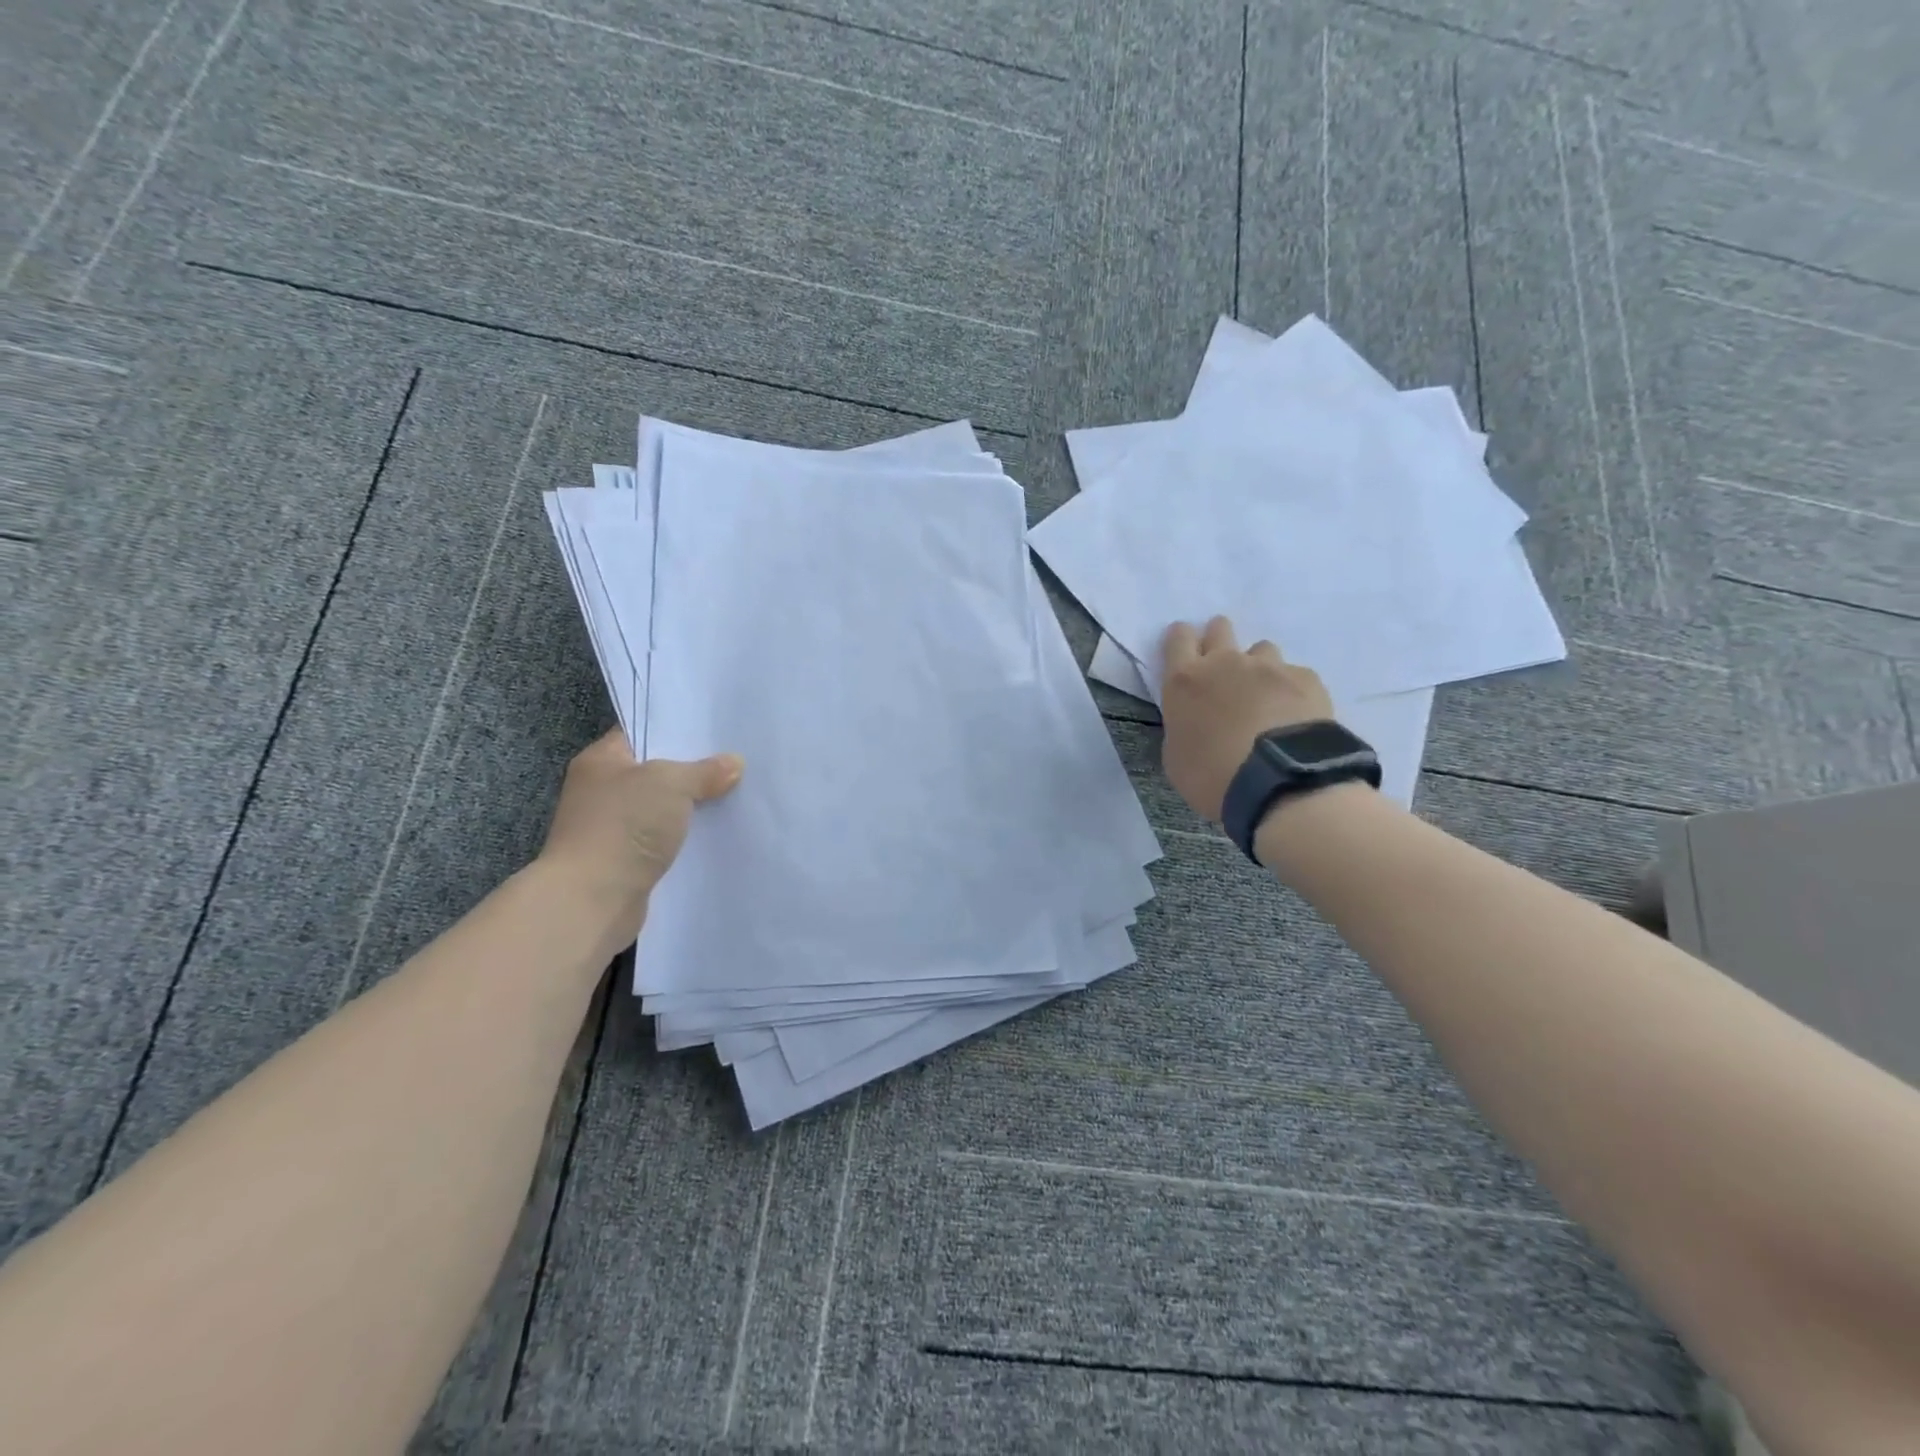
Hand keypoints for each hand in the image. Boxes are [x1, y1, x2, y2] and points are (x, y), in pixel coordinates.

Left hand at [537, 730, 742, 928]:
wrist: (593, 899)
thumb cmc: (624, 826)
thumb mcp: (671, 783)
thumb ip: (704, 770)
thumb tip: (733, 764)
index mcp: (601, 760)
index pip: (642, 733)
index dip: (678, 729)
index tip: (717, 731)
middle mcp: (602, 790)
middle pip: (657, 771)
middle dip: (693, 769)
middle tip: (737, 761)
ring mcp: (612, 827)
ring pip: (663, 807)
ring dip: (692, 806)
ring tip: (736, 795)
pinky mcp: (627, 860)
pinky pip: (664, 838)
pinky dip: (686, 837)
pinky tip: (718, 832)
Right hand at [1159, 617, 1333, 820]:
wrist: (1278, 784)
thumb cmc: (1211, 776)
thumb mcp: (1176, 756)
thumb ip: (1183, 725)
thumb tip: (1196, 720)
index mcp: (1184, 681)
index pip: (1178, 637)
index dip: (1182, 641)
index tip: (1187, 656)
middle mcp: (1225, 663)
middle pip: (1220, 628)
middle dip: (1219, 641)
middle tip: (1224, 672)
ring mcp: (1269, 667)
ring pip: (1262, 650)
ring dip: (1258, 668)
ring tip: (1266, 700)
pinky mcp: (1306, 679)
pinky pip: (1295, 675)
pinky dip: (1292, 691)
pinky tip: (1295, 717)